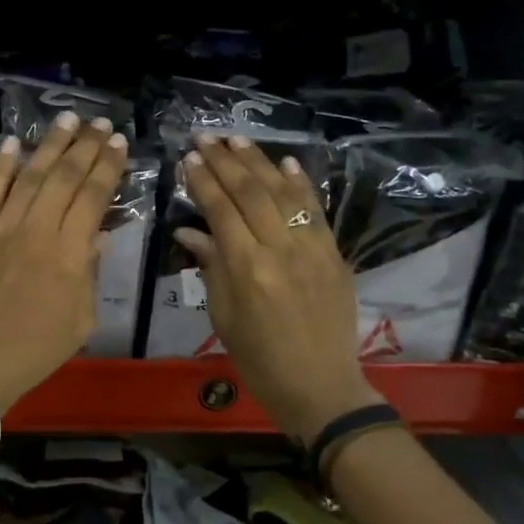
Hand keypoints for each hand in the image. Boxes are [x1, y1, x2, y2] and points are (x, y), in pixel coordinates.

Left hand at [0, 112, 127, 412]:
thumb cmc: (37, 350)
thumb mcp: (82, 319)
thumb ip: (89, 273)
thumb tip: (94, 236)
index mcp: (68, 254)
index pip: (93, 197)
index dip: (108, 167)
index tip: (120, 143)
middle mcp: (36, 232)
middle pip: (64, 177)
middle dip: (86, 146)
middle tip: (101, 123)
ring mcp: (1, 230)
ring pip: (29, 176)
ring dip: (49, 144)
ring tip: (67, 119)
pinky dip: (0, 167)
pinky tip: (11, 143)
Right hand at [174, 134, 383, 444]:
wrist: (320, 386)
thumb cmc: (259, 359)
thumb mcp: (222, 317)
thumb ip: (210, 266)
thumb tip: (189, 231)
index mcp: (247, 269)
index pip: (221, 211)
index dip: (203, 181)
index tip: (189, 158)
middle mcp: (280, 250)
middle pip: (251, 193)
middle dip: (226, 162)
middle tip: (206, 137)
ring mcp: (312, 249)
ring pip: (283, 193)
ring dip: (259, 162)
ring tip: (237, 139)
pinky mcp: (334, 253)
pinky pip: (316, 210)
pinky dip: (300, 183)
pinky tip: (285, 162)